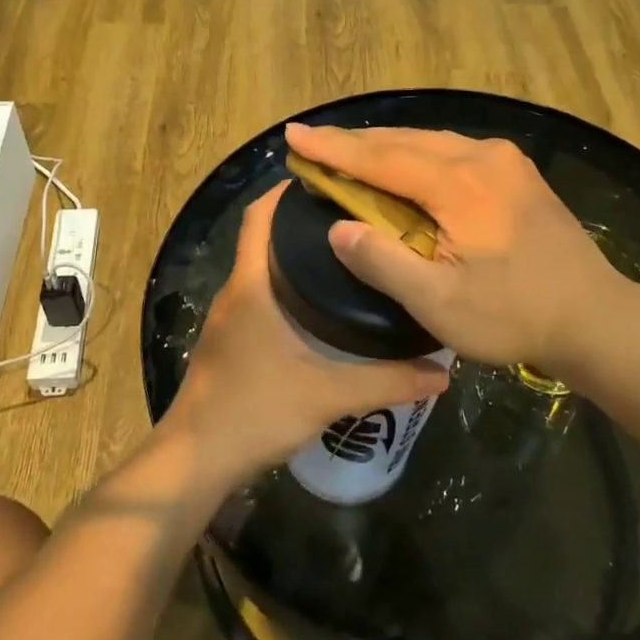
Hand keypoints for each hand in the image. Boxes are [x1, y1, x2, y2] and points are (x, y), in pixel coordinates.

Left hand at [165, 182, 451, 488]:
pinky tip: (319, 307)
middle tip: (355, 219)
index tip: (327, 179)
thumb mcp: (328, 395)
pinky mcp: (229, 343)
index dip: (284, 191)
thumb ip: (387, 382)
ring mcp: (228, 319)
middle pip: (263, 239)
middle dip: (302, 223)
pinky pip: (259, 297)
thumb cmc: (255, 412)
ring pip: (261, 270)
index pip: (259, 217)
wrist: (196, 460)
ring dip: (294, 257)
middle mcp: (235, 292)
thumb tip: (443, 371)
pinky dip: (285, 288)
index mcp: (251, 286)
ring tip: (347, 256)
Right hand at [284, 123, 618, 373]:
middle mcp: (482, 158)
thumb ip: (384, 261)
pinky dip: (417, 154)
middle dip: (354, 142)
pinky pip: (453, 151)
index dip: (333, 149)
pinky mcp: (517, 175)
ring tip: (347, 151)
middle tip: (311, 141)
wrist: (596, 318)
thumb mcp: (439, 303)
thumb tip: (338, 228)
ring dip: (386, 147)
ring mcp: (505, 162)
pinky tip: (405, 164)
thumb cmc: (514, 316)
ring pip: (430, 141)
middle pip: (404, 140)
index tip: (293, 135)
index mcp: (459, 184)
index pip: (381, 158)